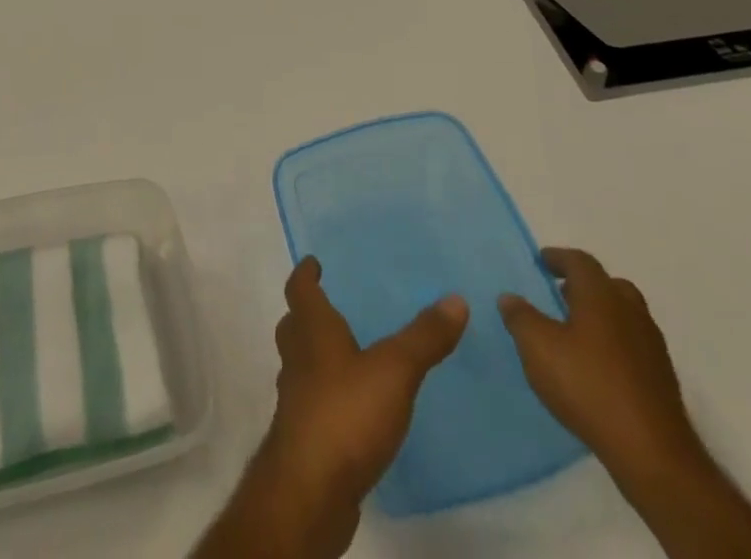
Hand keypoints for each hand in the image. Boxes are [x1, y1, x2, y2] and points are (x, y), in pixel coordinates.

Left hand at [249, 257, 468, 551]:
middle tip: (332, 307)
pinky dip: (327, 394)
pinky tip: (352, 408)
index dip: (306, 274)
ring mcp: (296, 398)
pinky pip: (313, 401)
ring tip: (346, 356)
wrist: (311, 488)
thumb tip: (455, 298)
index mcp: (312, 330)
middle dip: (309, 314)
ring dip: (316, 355)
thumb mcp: (395, 370)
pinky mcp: (305, 436)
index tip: (313, 263)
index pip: (300, 289)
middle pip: (295, 324)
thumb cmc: (346, 412)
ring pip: (301, 363)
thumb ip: (424, 337)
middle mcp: (298, 357)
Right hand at [499, 248, 702, 483]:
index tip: (541, 262)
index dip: (558, 258)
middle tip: (560, 295)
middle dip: (584, 285)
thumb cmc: (588, 386)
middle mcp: (631, 313)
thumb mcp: (537, 346)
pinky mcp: (662, 381)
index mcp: (601, 296)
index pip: (580, 261)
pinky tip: (596, 367)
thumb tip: (510, 298)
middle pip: (609, 285)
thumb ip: (520, 317)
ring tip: (574, 332)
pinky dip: (614, 344)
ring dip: (601, 316)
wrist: (652, 454)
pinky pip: (633, 346)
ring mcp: (652, 348)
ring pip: (625, 316)